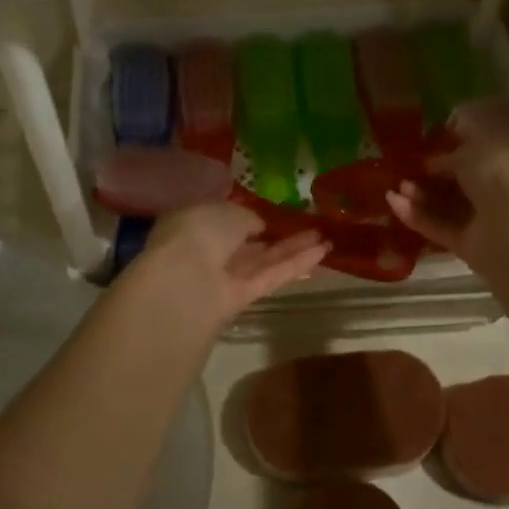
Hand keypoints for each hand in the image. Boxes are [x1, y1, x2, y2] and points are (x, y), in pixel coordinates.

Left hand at [140, 202, 328, 326]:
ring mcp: (223, 277)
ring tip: (326, 237)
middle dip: (277, 233)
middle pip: (247, 242)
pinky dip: (294, 265)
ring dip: (293, 248)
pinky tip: (321, 253)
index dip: (249, 214)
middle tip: (310, 224)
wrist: (182, 283)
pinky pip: (269, 276)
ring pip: (262, 260)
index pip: (223, 217)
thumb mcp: (227, 211)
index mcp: (193, 222)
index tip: (275, 209)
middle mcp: (207, 249)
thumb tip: (258, 226)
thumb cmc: (198, 232)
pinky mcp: (240, 299)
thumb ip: (247, 217)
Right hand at [385, 142, 508, 275]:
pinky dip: (416, 216)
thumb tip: (432, 164)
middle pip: (457, 184)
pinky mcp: (466, 246)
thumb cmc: (500, 179)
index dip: (450, 152)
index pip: (476, 157)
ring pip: (445, 207)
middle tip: (404, 169)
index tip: (423, 150)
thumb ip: (450, 157)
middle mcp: (497, 193)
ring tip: (396, 186)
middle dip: (430, 176)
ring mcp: (482, 222)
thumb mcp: (472, 153)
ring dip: (420, 195)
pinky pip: (438, 227)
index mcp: (507, 165)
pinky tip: (392, 202)